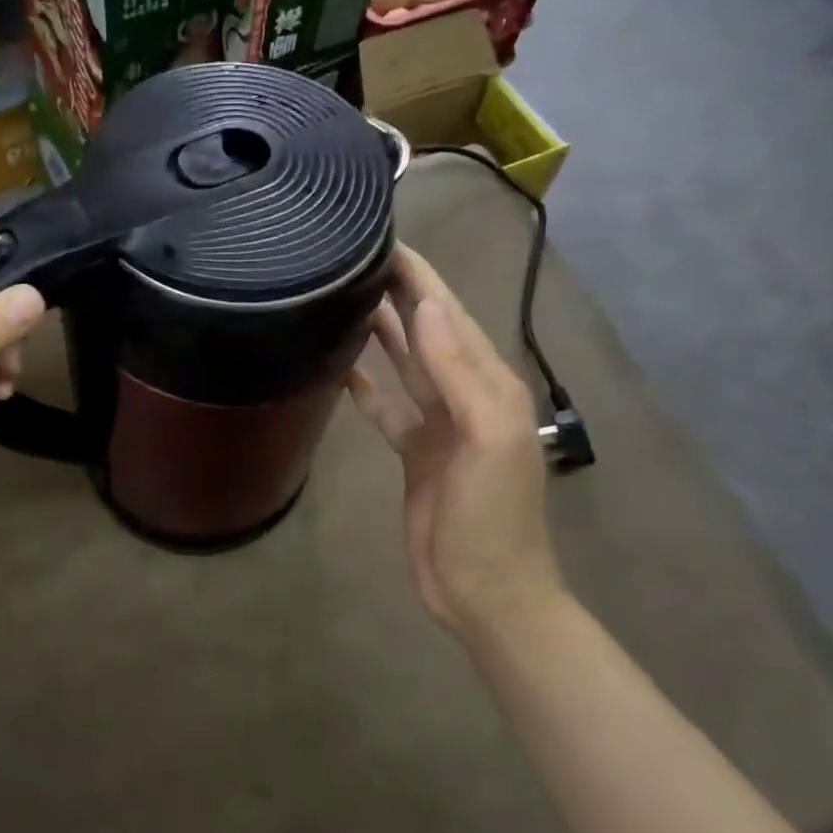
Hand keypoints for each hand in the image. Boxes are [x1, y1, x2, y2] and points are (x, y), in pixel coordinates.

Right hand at [347, 245, 561, 642]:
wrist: (485, 592)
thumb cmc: (492, 516)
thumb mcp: (487, 438)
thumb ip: (458, 371)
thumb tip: (428, 305)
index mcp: (488, 383)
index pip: (450, 313)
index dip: (422, 276)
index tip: (384, 239)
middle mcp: (463, 393)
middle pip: (427, 330)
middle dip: (399, 292)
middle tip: (354, 257)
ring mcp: (437, 424)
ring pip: (404, 363)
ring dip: (380, 330)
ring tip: (343, 297)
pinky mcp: (413, 451)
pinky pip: (386, 406)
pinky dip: (366, 384)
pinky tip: (340, 366)